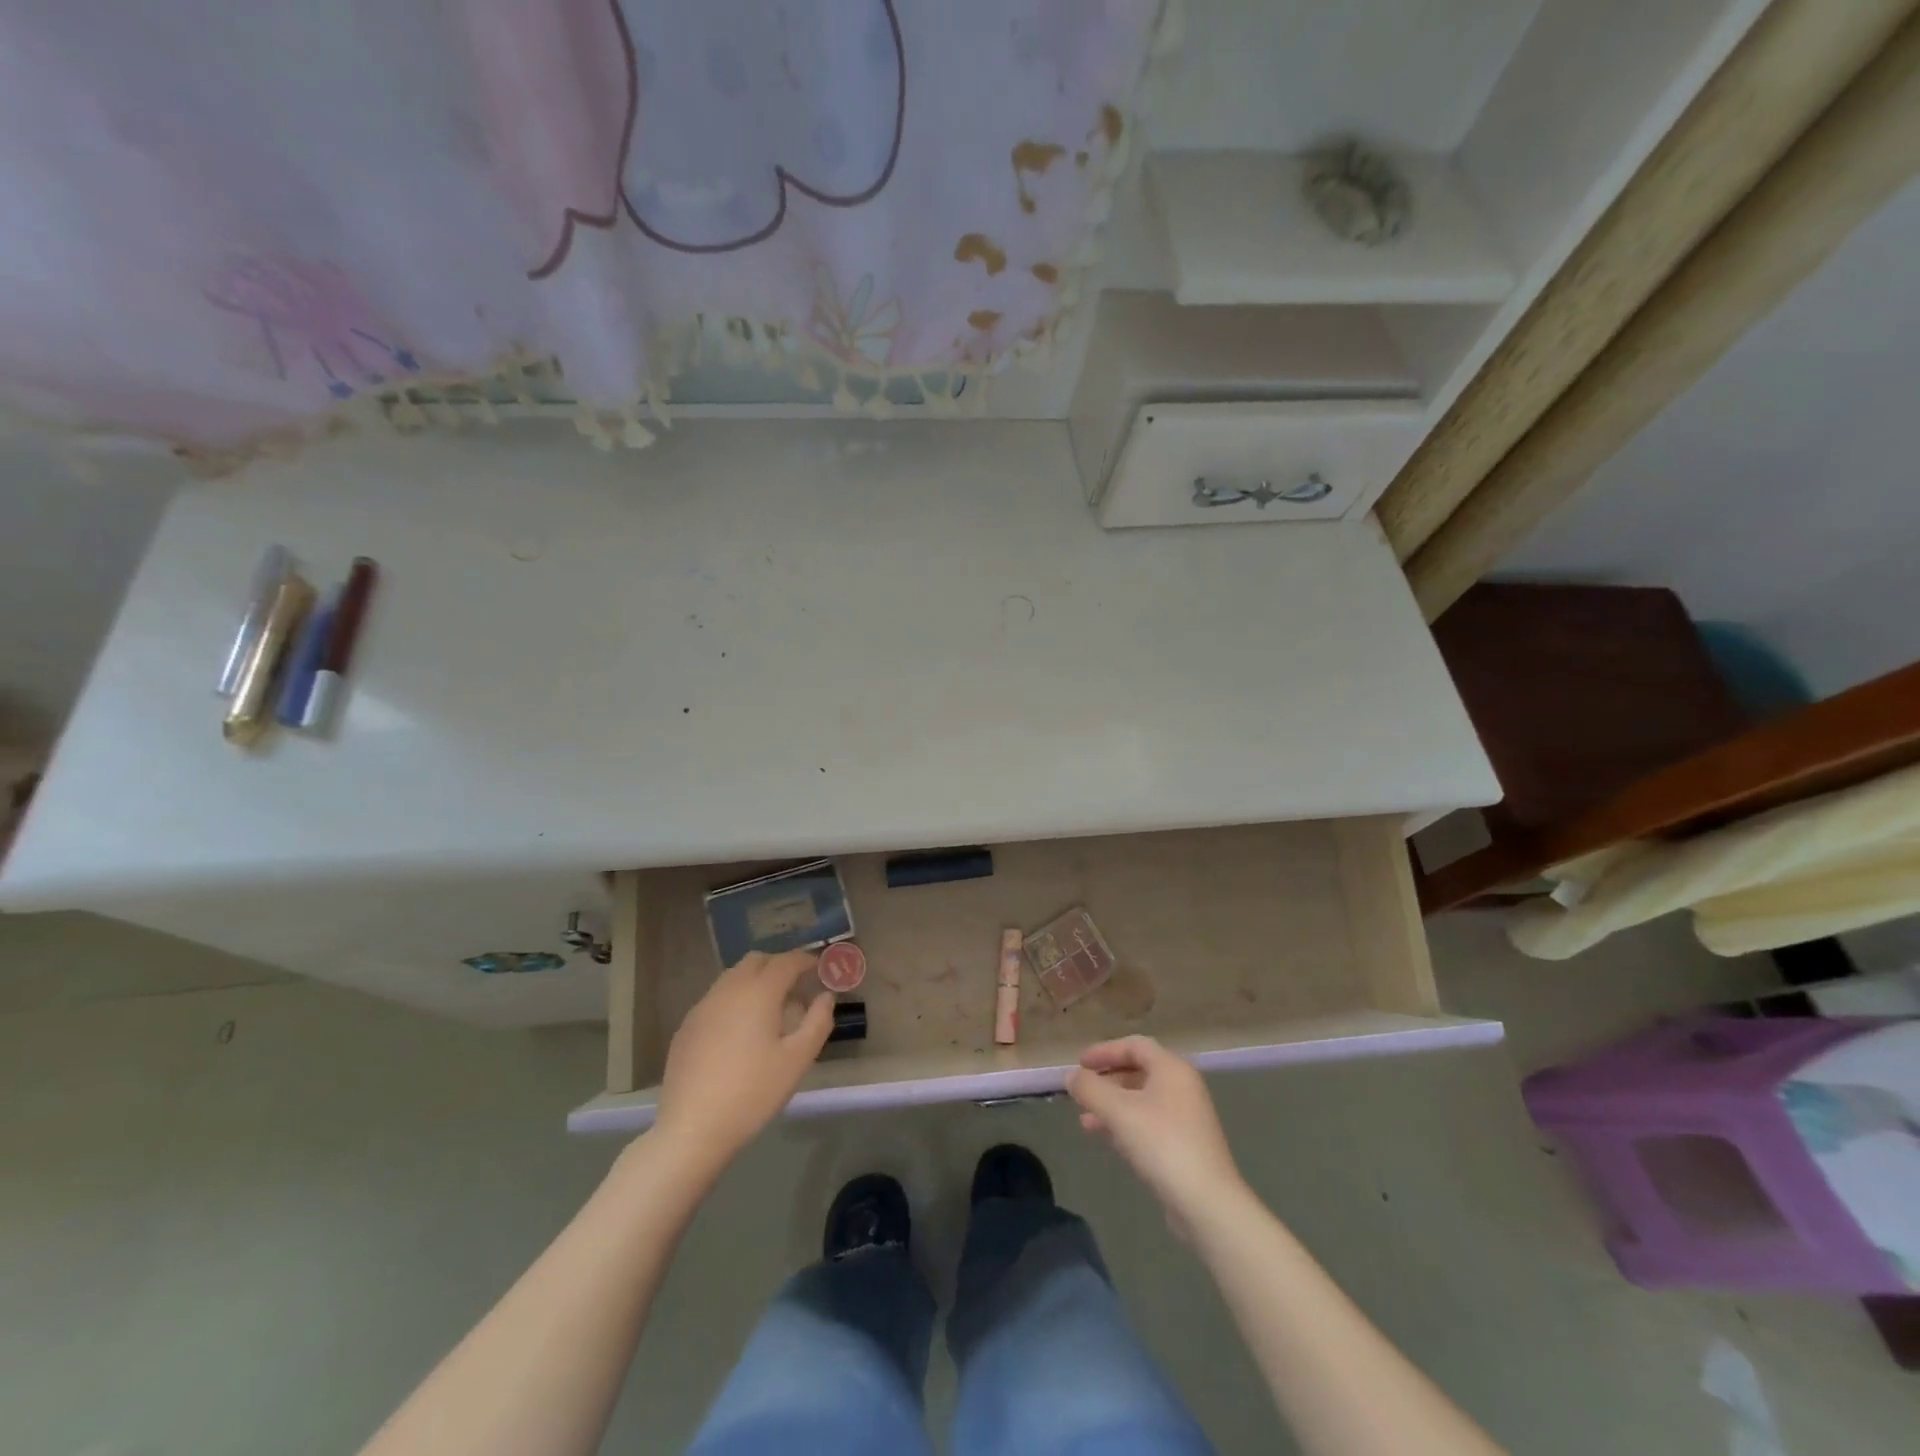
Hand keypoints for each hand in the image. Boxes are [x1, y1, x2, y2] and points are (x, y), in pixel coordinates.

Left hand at [650, 950, 833, 1175]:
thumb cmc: (752, 1092)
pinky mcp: (686, 1027)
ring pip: (733, 977)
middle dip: (779, 965)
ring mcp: (702, 1007)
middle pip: (756, 961)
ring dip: (755, 980)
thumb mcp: (797, 1060)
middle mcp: (728, 989)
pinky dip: (734, 999)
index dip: (806, 960)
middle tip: (796, 986)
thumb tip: (825, 996)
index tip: (820, 968)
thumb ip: (818, 1021)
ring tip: (770, 1008)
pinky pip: (716, 998)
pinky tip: (740, 1031)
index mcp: (758, 992)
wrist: (691, 1129)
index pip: (786, 961)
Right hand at [1068, 1036, 1243, 1232]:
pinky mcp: (1186, 1145)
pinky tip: (1107, 1140)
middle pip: (1138, 1071)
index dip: (1104, 1051)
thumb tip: (1071, 1076)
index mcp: (1171, 1068)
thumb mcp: (1118, 1111)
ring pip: (1142, 1100)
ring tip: (1085, 1121)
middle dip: (1106, 1081)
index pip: (1134, 1045)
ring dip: (1112, 1106)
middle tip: (1081, 1092)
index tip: (1079, 1064)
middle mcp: (1182, 1086)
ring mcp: (1187, 1117)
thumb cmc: (1162, 1144)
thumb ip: (1090, 1089)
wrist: (1207, 1203)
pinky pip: (1149, 1123)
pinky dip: (1126, 1125)